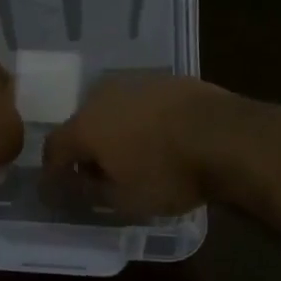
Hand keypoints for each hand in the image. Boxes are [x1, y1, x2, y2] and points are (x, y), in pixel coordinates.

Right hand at [42, 74, 231, 217]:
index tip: (59, 188)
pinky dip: (142, 121)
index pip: (54, 148)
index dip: (53, 170)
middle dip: (86, 150)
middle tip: (99, 175)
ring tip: (133, 156)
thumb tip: (72, 186)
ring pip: (113, 110)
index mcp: (85, 126)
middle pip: (83, 125)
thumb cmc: (168, 174)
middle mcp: (102, 97)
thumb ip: (90, 193)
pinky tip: (160, 138)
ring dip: (115, 132)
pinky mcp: (166, 80)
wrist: (226, 136)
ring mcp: (136, 83)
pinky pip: (142, 104)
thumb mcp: (124, 200)